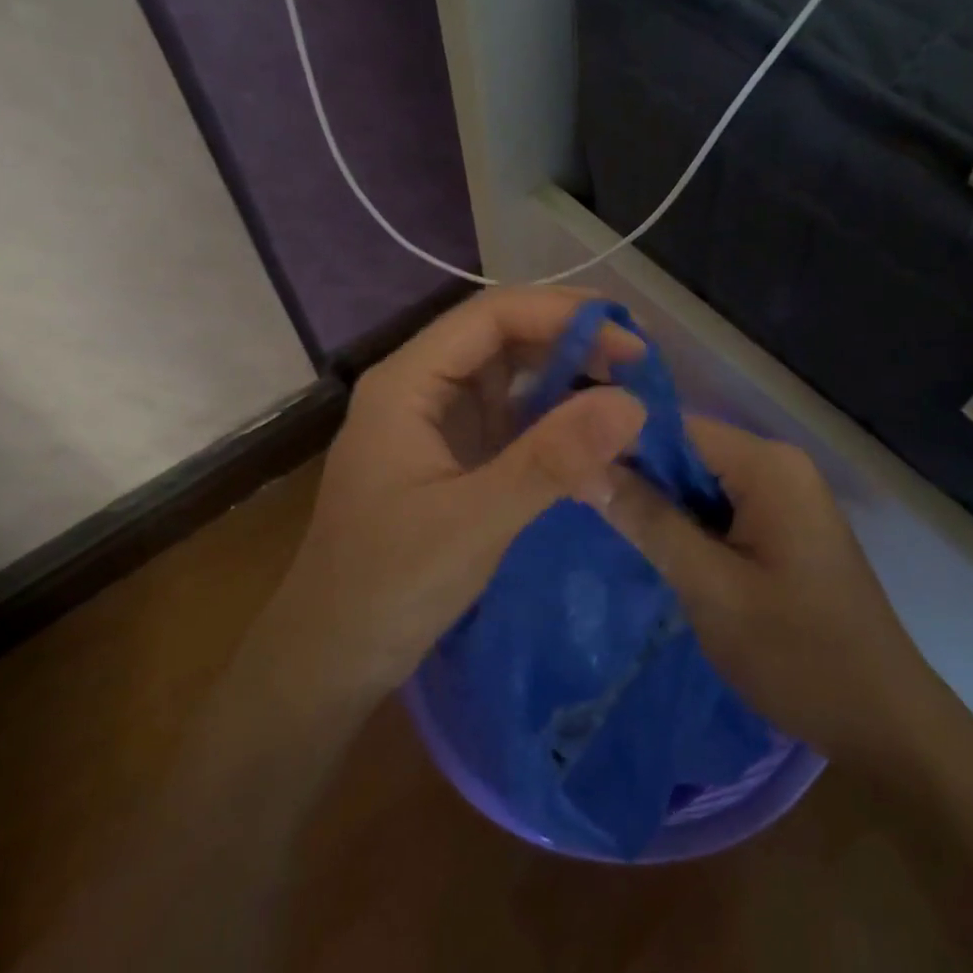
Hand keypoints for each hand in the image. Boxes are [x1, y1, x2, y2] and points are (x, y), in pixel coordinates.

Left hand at [261, 288, 647, 700]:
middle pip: (503, 339)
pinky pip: (511, 422)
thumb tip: (634, 403)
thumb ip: (553, 460)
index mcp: (408, 382)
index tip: (631, 342)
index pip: (492, 316)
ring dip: (566, 382)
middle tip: (641, 369)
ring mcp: (437, 424)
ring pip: (511, 379)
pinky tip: (593, 441)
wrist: (331, 657)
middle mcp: (422, 388)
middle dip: (571, 344)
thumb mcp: (475, 521)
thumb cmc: (388, 585)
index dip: (564, 316)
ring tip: (628, 398)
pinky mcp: (453, 459)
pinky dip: (553, 424)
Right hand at [601, 419, 934, 764]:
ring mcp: (787, 496)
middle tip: (581, 508)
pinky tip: (658, 552)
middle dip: (639, 479)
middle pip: (688, 452)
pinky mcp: (786, 526)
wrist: (883, 721)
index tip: (569, 472)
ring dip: (661, 506)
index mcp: (768, 465)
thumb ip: (649, 522)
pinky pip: (723, 508)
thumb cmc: (797, 653)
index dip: (620, 445)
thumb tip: (586, 467)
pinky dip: (690, 525)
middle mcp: (780, 465)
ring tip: (607, 530)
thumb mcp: (710, 587)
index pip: (674, 427)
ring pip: (701, 482)